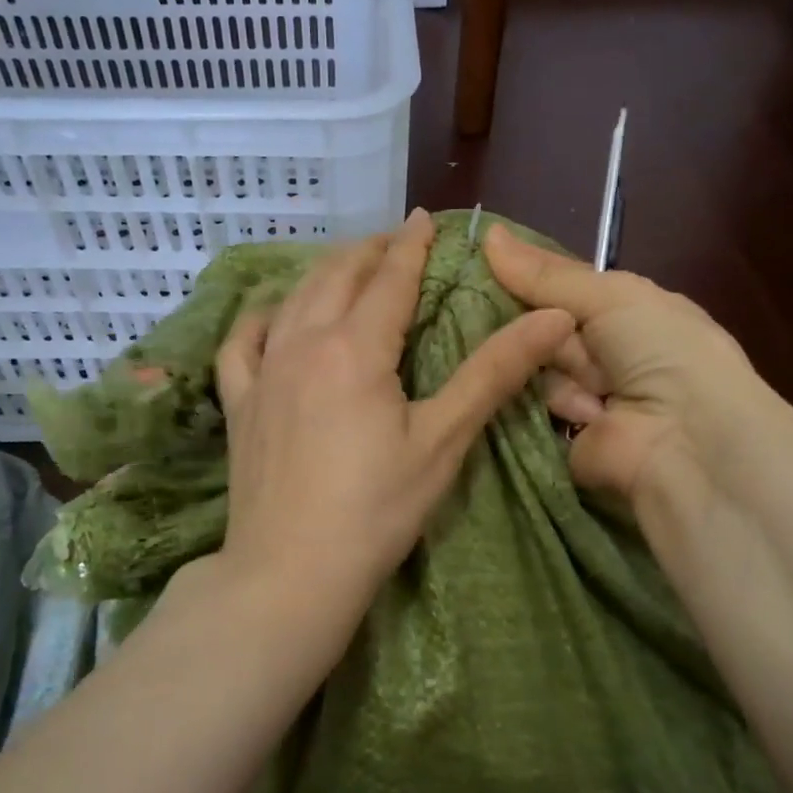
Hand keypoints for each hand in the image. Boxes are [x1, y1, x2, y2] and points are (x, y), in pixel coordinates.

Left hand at [215, 210, 574, 611]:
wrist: (290, 573)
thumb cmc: (376, 510)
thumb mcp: (443, 440)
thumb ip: (494, 372)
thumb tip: (553, 317)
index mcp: (355, 347)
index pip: (390, 278)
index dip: (411, 245)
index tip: (424, 220)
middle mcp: (303, 342)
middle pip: (337, 276)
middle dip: (370, 251)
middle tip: (394, 241)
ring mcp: (263, 371)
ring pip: (293, 298)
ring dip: (324, 273)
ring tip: (348, 266)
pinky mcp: (239, 403)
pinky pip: (242, 342)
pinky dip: (262, 318)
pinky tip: (274, 317)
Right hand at [483, 225, 762, 501]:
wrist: (684, 439)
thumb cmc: (660, 350)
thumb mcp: (611, 296)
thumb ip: (546, 274)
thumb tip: (488, 232)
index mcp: (622, 312)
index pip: (559, 287)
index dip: (522, 276)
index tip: (476, 260)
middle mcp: (600, 352)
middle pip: (537, 326)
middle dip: (524, 321)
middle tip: (507, 316)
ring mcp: (578, 396)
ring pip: (528, 365)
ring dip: (543, 366)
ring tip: (575, 377)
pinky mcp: (556, 435)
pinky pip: (524, 407)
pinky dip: (531, 402)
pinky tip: (553, 400)